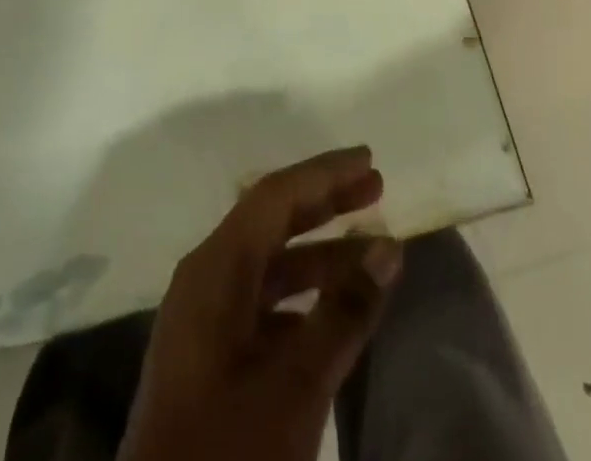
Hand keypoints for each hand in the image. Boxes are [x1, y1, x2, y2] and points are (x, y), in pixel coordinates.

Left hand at [120, 147, 402, 460]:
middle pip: (270, 220)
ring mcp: (203, 319)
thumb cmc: (227, 451)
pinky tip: (336, 314)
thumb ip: (342, 313)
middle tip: (376, 188)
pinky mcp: (207, 358)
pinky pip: (262, 303)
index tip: (368, 160)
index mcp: (214, 268)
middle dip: (325, 202)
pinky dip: (302, 297)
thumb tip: (387, 248)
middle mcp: (205, 278)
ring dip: (320, 254)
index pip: (275, 196)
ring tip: (373, 253)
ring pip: (269, 264)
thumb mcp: (294, 386)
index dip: (323, 173)